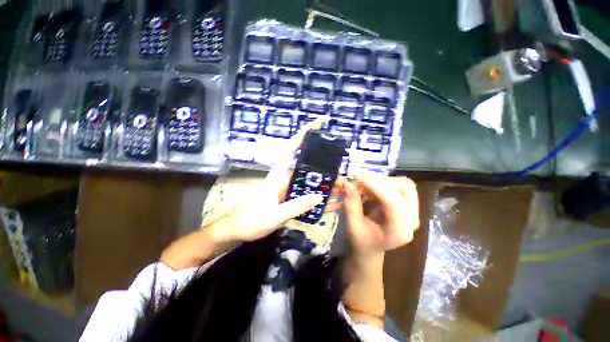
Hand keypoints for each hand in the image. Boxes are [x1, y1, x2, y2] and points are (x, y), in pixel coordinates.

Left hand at [210, 117, 329, 242]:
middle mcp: (284, 178)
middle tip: (339, 167)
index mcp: (278, 176)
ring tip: (339, 185)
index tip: (317, 124)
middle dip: (321, 163)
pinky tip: (327, 200)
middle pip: (304, 165)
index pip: (290, 150)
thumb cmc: (251, 221)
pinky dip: (315, 195)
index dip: (302, 136)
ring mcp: (287, 188)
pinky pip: (304, 193)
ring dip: (321, 181)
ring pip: (307, 180)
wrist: (238, 231)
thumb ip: (296, 206)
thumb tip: (319, 196)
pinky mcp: (288, 197)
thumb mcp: (275, 216)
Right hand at [340, 174, 419, 256]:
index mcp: (398, 231)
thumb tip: (348, 183)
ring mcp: (412, 212)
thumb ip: (351, 205)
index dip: (376, 186)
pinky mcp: (407, 205)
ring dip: (382, 180)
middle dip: (381, 180)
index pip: (393, 203)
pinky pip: (398, 186)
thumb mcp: (352, 227)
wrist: (371, 249)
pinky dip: (381, 182)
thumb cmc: (361, 242)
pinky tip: (368, 186)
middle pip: (405, 189)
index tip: (358, 177)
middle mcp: (411, 220)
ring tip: (363, 182)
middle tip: (360, 179)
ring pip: (404, 184)